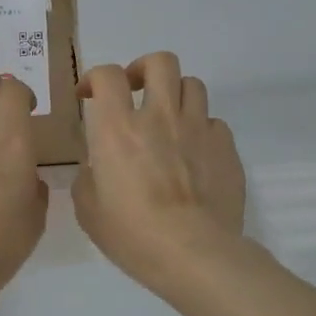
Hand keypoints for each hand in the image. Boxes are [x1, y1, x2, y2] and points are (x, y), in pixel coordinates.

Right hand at [72, 52, 246, 294]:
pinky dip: (201, 129)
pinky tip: (194, 153)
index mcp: (118, 128)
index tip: (89, 96)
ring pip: (193, 84)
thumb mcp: (89, 210)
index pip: (108, 75)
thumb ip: (88, 179)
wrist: (194, 253)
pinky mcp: (227, 148)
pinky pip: (215, 122)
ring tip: (168, 119)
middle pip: (160, 62)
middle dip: (143, 69)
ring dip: (175, 95)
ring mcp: (198, 129)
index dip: (95, 78)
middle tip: (134, 91)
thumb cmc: (132, 234)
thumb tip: (97, 169)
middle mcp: (160, 116)